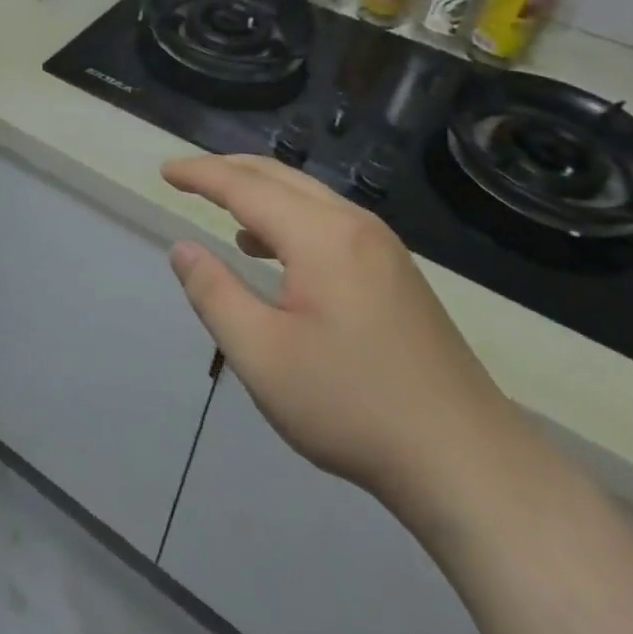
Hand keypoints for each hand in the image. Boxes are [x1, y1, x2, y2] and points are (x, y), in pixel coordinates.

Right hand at [164, 154, 527, 522]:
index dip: (200, 174)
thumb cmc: (352, 407)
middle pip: (279, 178)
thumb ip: (214, 294)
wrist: (467, 463)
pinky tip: (273, 252)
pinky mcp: (396, 272)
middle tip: (186, 177)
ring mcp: (382, 247)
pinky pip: (330, 221)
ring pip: (308, 197)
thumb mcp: (262, 356)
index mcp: (321, 236)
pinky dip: (289, 218)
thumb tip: (181, 248)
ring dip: (260, 193)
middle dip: (228, 171)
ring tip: (222, 207)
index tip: (164, 170)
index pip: (245, 186)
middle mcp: (354, 225)